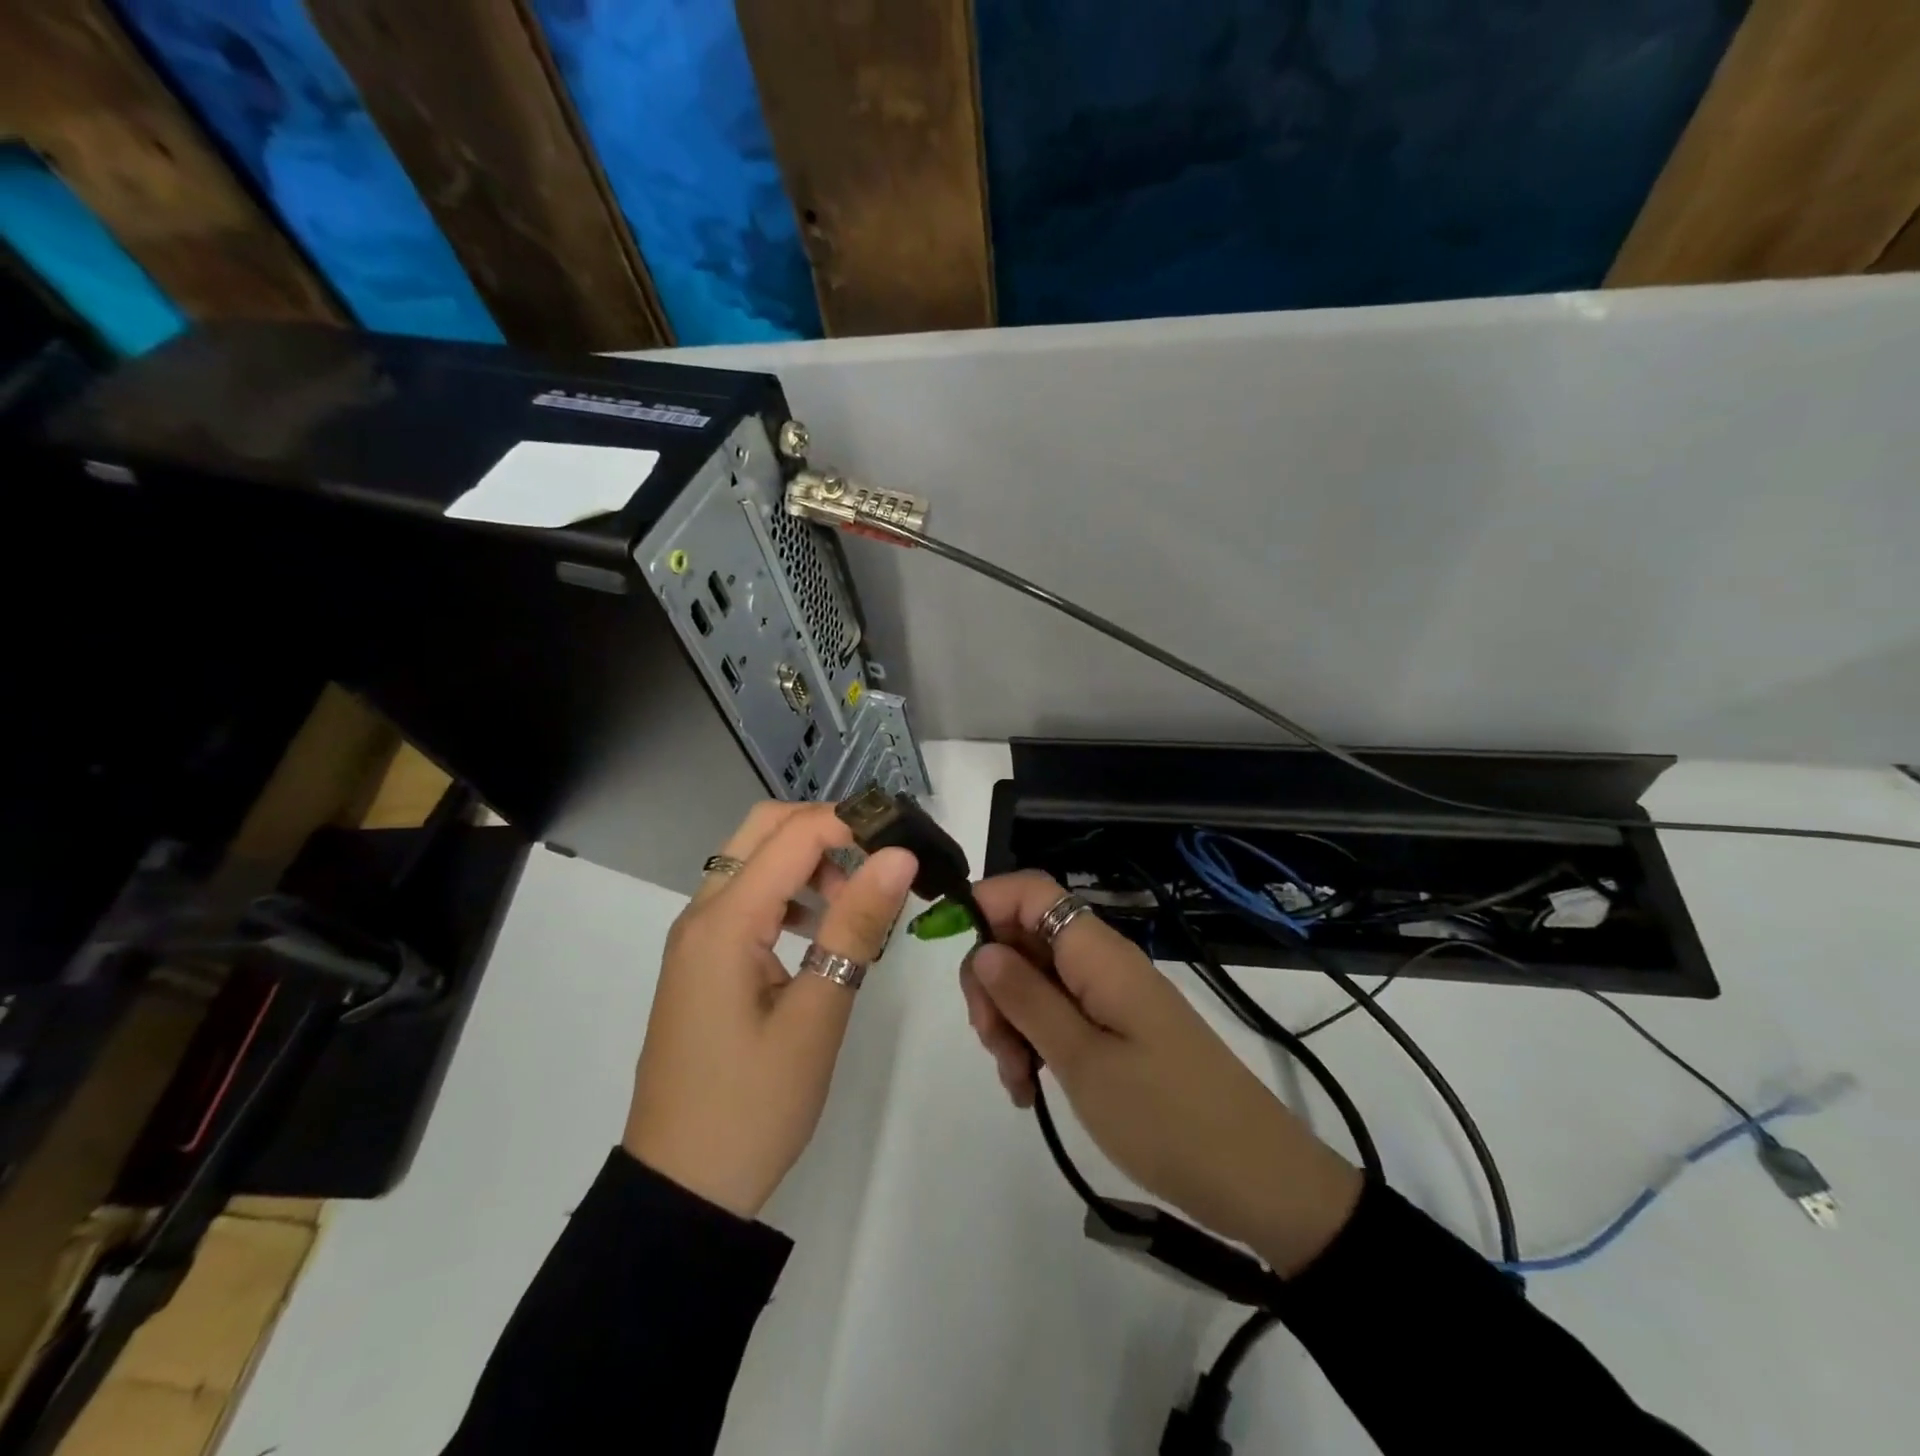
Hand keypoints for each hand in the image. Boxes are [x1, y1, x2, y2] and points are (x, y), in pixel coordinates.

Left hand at [624, 802, 917, 1219]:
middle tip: (880, 862)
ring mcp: (697, 938)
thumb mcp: (817, 1015)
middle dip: (826, 830)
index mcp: (724, 922)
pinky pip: (747, 900)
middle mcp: (701, 914)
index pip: (793, 834)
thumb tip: (898, 856)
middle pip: (763, 830)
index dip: (852, 824)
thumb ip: (856, 927)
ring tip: (858, 907)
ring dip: (808, 863)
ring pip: (754, 862)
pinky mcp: (703, 961)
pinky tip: (822, 935)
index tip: (904, 843)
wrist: (681, 1189)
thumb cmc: (753, 1107)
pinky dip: (789, 895)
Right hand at [959, 872, 1362, 1274]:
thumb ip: (1027, 998)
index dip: (985, 905)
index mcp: (1097, 953)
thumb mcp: (1082, 1061)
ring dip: (1012, 1021)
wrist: (1258, 1181)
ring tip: (1017, 1080)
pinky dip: (1037, 1042)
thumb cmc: (1165, 1116)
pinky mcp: (1119, 1029)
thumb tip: (982, 947)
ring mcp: (1112, 996)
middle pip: (1026, 937)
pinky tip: (1031, 1089)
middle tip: (992, 1042)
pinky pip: (1062, 1014)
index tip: (953, 957)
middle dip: (993, 981)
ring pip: (1038, 980)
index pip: (1031, 891)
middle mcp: (1102, 962)